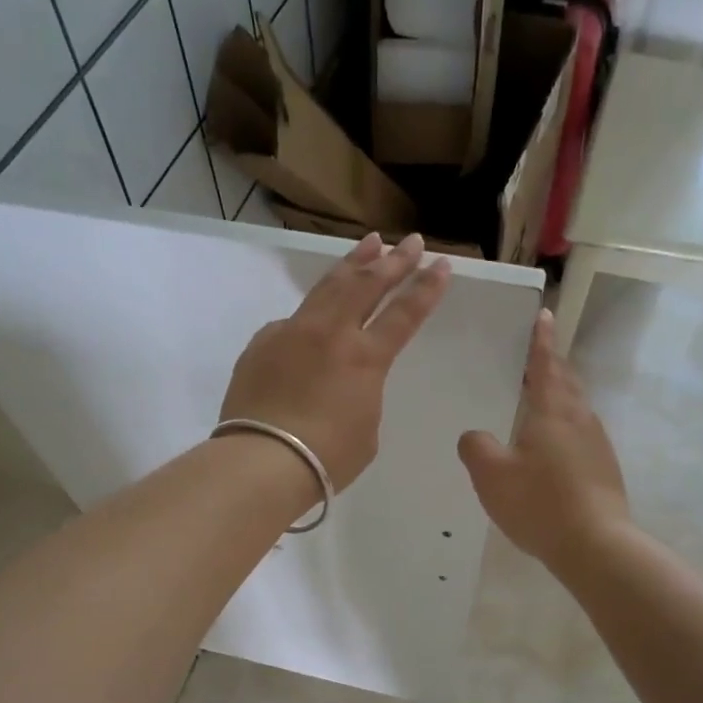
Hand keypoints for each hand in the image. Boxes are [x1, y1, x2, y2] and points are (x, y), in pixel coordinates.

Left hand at [220, 232, 450, 490]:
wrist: (263, 460)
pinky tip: (316, 309)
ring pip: (329, 287)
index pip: (404, 314)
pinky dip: (313, 310)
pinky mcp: (262, 343)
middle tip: (411, 241)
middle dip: (394, 261)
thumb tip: (343, 377)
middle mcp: (331, 333)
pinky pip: (293, 319)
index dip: (425, 288)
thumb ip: (362, 392)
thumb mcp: (365, 428)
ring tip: (370, 243)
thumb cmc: (327, 458)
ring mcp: (293, 332)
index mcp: (366, 358)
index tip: (441, 264)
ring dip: (353, 263)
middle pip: (367, 285)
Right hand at [458, 310, 630, 571]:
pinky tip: (549, 448)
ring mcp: (597, 445)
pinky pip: (579, 435)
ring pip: (575, 409)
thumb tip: (475, 435)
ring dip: (559, 397)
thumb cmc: (540, 503)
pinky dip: (563, 427)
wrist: (596, 546)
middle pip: (566, 382)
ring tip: (538, 399)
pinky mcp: (603, 470)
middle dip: (551, 366)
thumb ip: (476, 447)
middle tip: (535, 357)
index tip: (543, 314)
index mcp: (553, 411)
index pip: (546, 364)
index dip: (541, 340)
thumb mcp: (491, 475)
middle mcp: (580, 419)